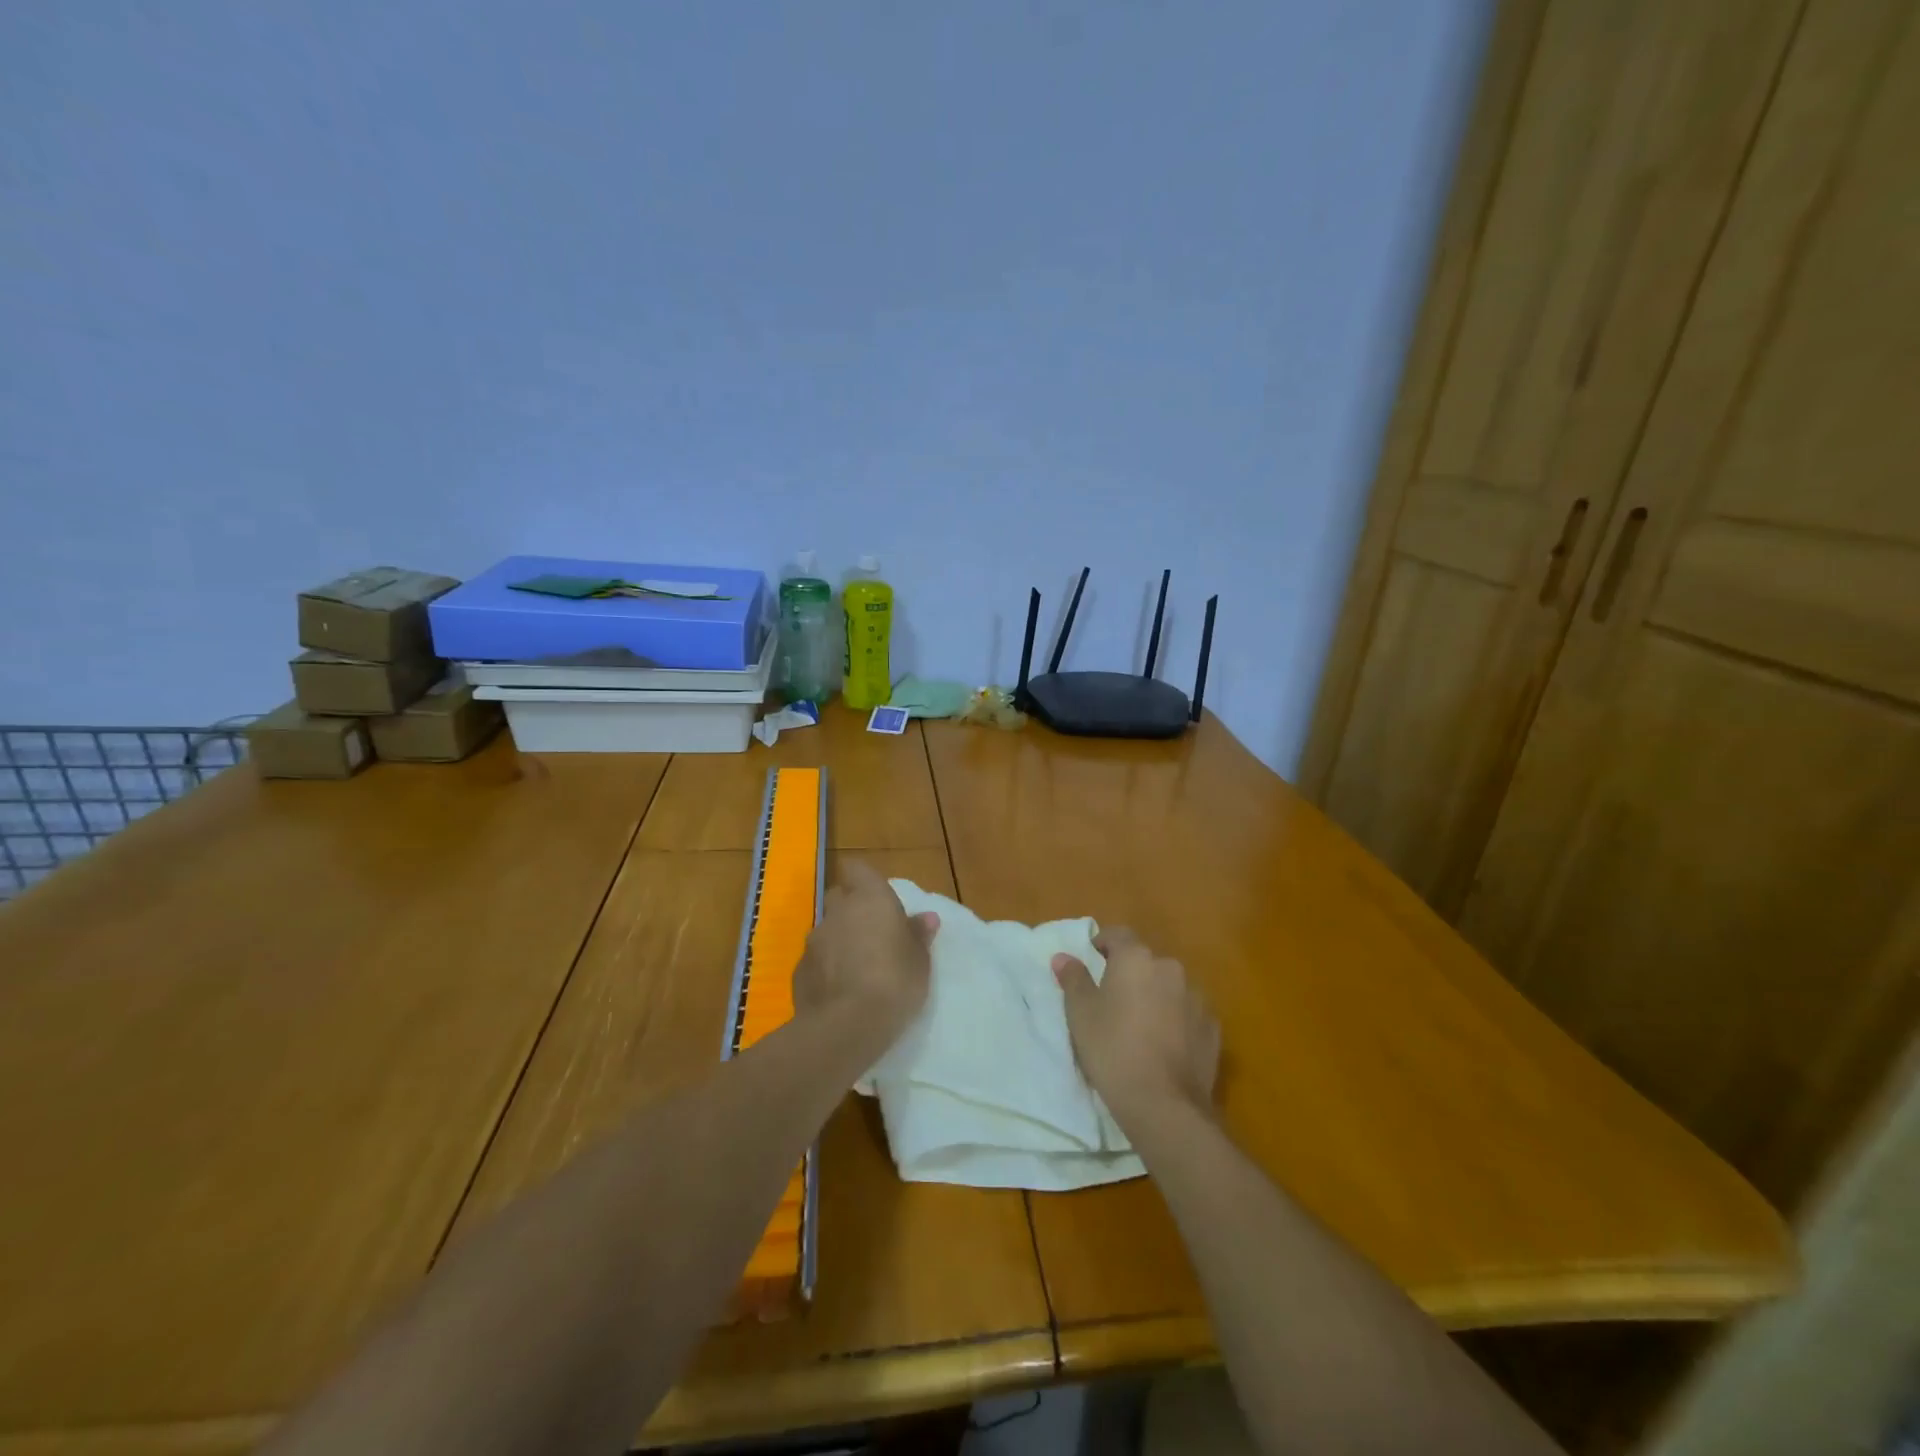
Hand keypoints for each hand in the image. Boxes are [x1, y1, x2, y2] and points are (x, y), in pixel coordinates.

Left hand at [795, 859, 938, 1048]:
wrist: (847, 1025)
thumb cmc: (895, 981)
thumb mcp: (920, 960)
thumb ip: (918, 935)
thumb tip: (926, 917)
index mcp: (870, 898)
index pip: (857, 869)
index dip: (864, 880)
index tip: (878, 897)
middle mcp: (838, 911)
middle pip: (839, 896)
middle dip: (851, 909)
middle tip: (872, 933)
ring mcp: (814, 940)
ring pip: (827, 929)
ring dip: (839, 940)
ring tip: (857, 967)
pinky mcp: (799, 970)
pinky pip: (816, 959)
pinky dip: (826, 967)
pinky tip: (839, 990)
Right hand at [1053, 927, 1219, 1126]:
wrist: (1164, 1104)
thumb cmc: (1112, 1049)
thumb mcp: (1080, 1013)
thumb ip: (1073, 978)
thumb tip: (1064, 957)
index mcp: (1136, 958)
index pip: (1117, 934)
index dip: (1102, 944)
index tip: (1092, 963)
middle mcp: (1170, 968)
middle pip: (1145, 962)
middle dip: (1130, 975)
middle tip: (1112, 1002)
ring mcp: (1197, 998)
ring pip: (1169, 987)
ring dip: (1155, 997)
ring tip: (1140, 1028)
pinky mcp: (1213, 1028)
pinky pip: (1188, 1014)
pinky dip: (1176, 1021)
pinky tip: (1164, 1046)